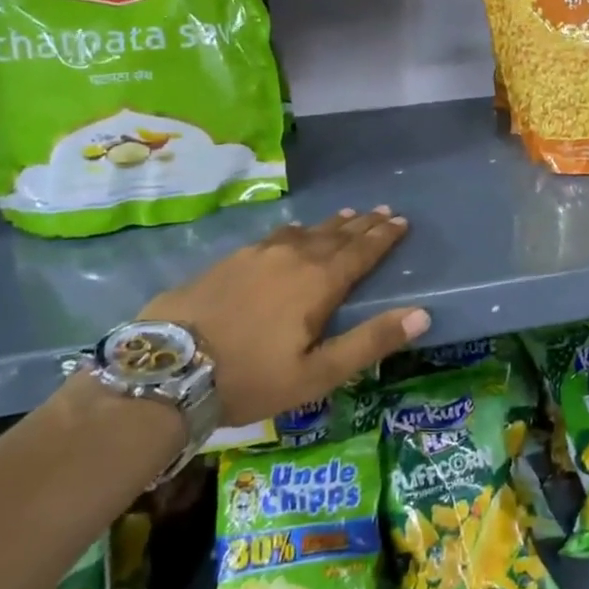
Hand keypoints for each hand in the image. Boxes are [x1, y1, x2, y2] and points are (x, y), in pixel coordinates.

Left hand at [143, 207, 429, 424]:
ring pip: (305, 232)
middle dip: (363, 224)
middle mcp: (293, 258)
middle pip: (336, 235)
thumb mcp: (317, 373)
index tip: (401, 221)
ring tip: (347, 216)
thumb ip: (370, 342)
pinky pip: (275, 237)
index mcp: (319, 282)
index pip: (361, 251)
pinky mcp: (229, 261)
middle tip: (382, 211)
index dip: (383, 236)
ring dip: (331, 224)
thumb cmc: (251, 377)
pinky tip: (292, 232)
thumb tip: (422, 313)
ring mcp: (257, 255)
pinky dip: (295, 232)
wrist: (166, 369)